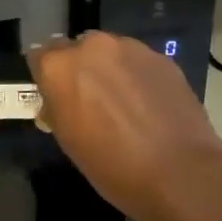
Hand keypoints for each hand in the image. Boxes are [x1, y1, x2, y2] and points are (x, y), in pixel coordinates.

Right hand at [28, 31, 221, 220]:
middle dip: (80, 70)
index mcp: (59, 66)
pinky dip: (137, 78)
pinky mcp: (162, 58)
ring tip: (124, 105)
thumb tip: (57, 102)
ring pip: (110, 53)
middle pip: (76, 49)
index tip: (56, 98)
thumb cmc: (112, 165)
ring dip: (110, 71)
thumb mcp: (68, 141)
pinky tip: (149, 107)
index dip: (47, 78)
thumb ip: (57, 109)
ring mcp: (130, 48)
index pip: (40, 57)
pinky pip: (138, 62)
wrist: (181, 174)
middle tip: (90, 102)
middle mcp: (92, 46)